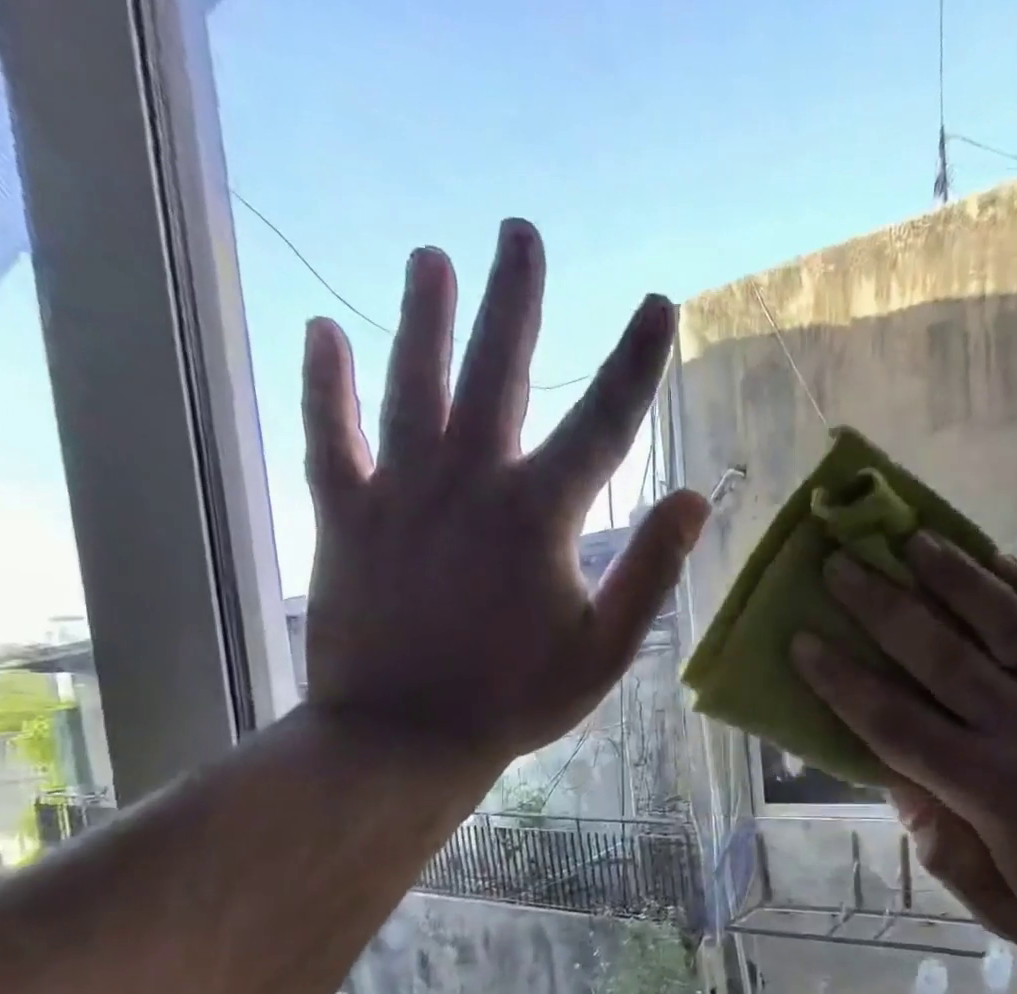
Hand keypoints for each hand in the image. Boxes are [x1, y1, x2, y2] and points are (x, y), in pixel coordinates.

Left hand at [300, 219, 708, 765]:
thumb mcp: (604, 650)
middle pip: (498, 369)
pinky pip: (329, 434)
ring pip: (412, 381)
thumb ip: (650, 571)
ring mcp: (400, 492)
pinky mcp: (344, 515)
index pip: (604, 421)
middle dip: (516, 298)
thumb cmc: (514, 700)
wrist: (405, 737)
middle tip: (520, 234)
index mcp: (540, 515)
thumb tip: (693, 499)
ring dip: (423, 315)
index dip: (636, 361)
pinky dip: (325, 383)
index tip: (657, 306)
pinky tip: (323, 333)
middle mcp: (470, 481)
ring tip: (431, 258)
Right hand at [792, 533, 1016, 979]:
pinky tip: (1000, 560)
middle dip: (879, 606)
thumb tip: (898, 786)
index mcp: (988, 790)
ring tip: (910, 538)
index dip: (841, 680)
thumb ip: (946, 851)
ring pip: (1002, 623)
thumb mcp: (1011, 912)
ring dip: (950, 577)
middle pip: (935, 655)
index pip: (893, 723)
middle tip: (839, 565)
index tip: (803, 640)